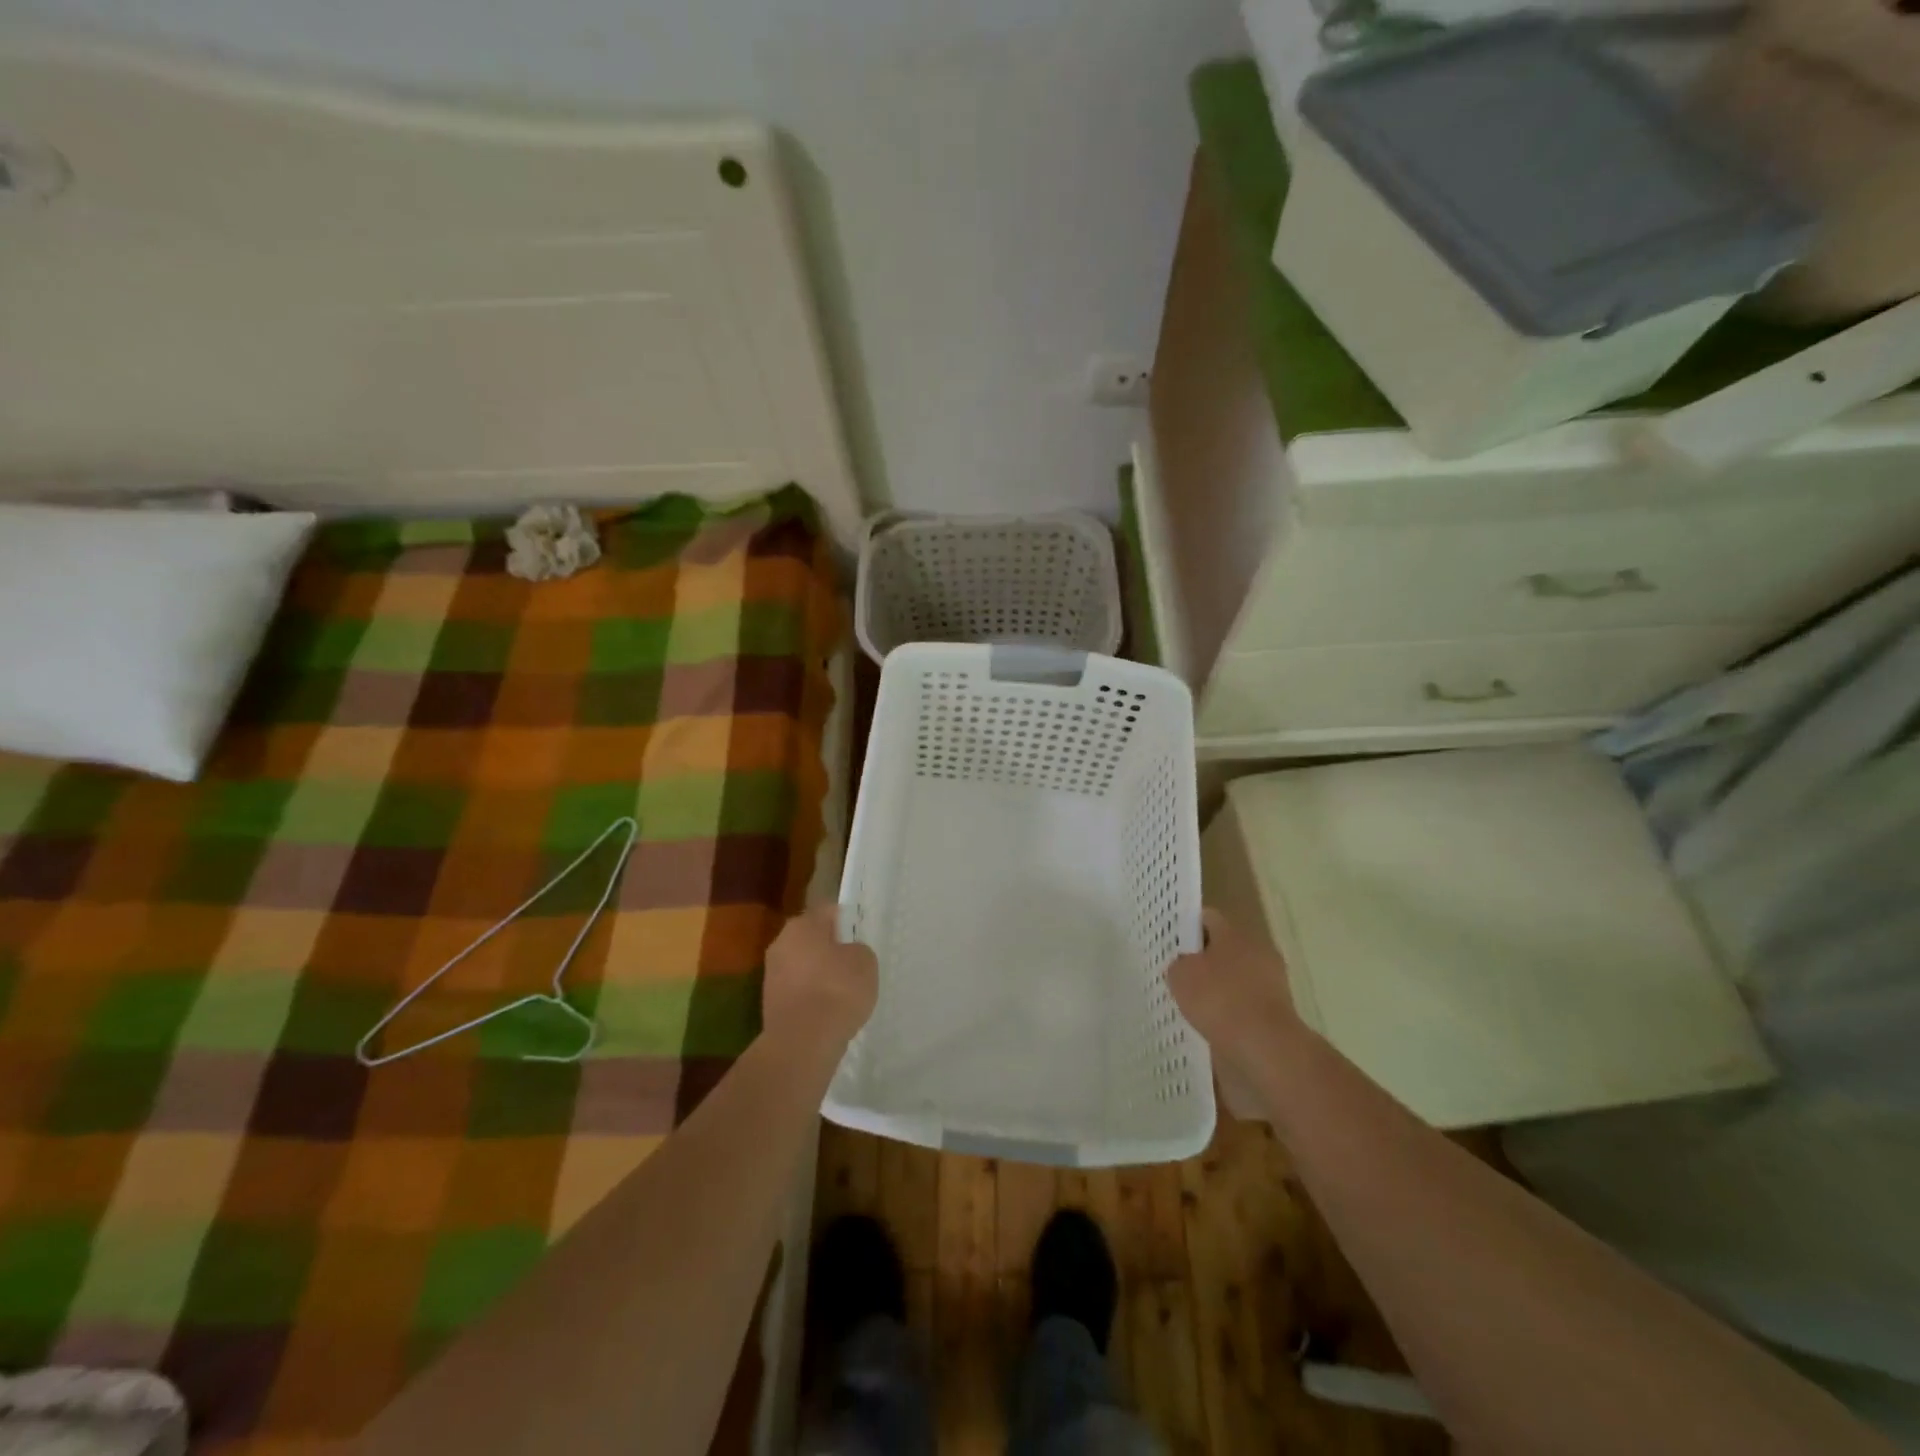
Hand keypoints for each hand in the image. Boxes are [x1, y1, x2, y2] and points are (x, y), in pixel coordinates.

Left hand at [763, 904, 877, 1051]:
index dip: (845, 920)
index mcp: (802, 925)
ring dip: (819, 974)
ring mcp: (771, 975)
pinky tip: (828, 1011)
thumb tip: (847, 954)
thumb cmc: (837, 989)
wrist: (803, 1042)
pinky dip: (811, 997)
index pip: (827, 912)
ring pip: (802, 966)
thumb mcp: (865, 962)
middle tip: (853, 962)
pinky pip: (798, 991)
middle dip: (830, 948)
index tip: (859, 933)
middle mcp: (781, 944)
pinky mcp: (770, 1004)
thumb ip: (857, 950)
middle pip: (811, 939)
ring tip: (843, 991)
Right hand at [1167, 909, 1307, 1071]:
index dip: (1187, 927)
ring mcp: (1272, 980)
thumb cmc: (1219, 999)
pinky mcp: (1279, 1010)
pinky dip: (1232, 1010)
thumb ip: (1178, 964)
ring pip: (1237, 976)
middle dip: (1204, 959)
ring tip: (1194, 1004)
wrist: (1266, 1046)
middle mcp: (1257, 949)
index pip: (1207, 918)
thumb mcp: (1180, 976)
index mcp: (1234, 932)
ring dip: (1220, 986)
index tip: (1170, 942)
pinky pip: (1247, 1002)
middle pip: (1224, 947)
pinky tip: (1214, 1024)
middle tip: (1180, 973)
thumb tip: (1184, 966)